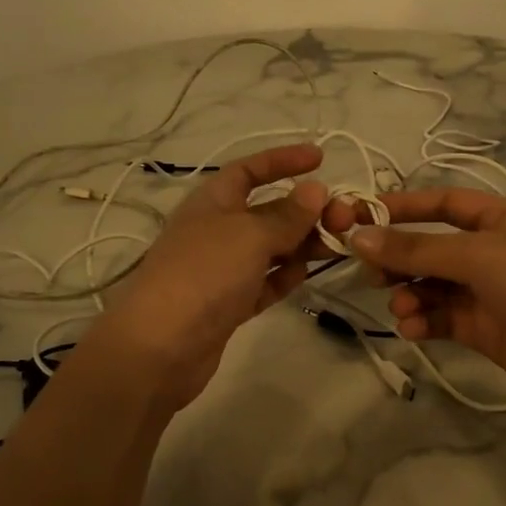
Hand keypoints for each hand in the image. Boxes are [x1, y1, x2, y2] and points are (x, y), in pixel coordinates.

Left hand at [100, 144, 329, 406]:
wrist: (161, 347)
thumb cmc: (204, 274)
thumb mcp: (249, 235)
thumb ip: (287, 215)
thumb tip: (315, 190)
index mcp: (212, 201)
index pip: (249, 170)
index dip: (283, 160)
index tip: (320, 159)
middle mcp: (216, 230)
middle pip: (267, 210)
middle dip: (305, 210)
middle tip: (343, 219)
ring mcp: (221, 269)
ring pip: (270, 248)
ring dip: (302, 244)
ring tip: (335, 247)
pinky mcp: (228, 304)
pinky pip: (264, 282)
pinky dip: (284, 276)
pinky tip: (304, 274)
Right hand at [326, 188, 505, 417]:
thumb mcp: (477, 255)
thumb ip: (415, 249)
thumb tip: (358, 237)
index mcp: (501, 218)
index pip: (445, 203)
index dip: (404, 208)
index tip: (361, 217)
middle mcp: (495, 251)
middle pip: (434, 248)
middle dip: (401, 259)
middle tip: (370, 274)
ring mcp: (492, 292)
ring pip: (435, 286)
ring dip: (411, 294)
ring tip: (399, 308)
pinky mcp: (489, 330)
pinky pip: (445, 318)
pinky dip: (425, 321)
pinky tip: (412, 329)